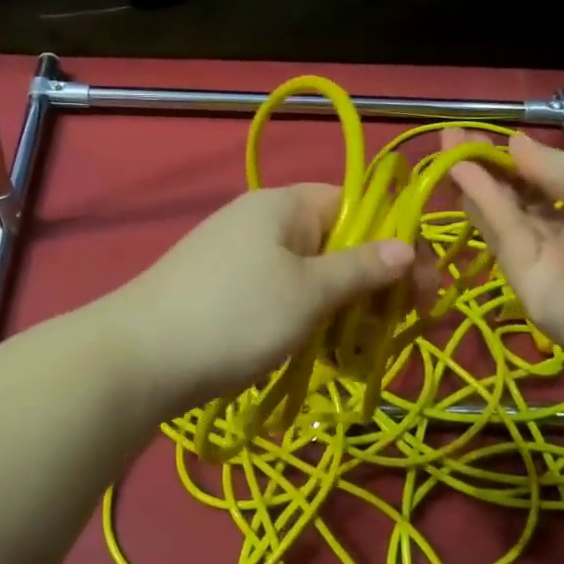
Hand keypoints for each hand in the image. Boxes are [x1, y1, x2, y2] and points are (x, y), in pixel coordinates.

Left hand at [111, 184, 416, 414]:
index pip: (356, 205)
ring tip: (358, 352)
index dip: (395, 242)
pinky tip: (321, 356)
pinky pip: (282, 297)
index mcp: (284, 205)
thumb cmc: (236, 315)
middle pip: (336, 243)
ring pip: (311, 277)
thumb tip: (405, 247)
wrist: (139, 358)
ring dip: (342, 310)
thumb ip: (361, 268)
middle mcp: (262, 222)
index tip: (424, 289)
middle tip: (397, 328)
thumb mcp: (309, 293)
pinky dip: (307, 322)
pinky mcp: (224, 292)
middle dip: (372, 285)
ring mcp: (239, 258)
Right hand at [448, 132, 563, 385]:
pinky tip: (465, 172)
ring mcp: (552, 270)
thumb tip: (513, 144)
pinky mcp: (531, 291)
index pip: (550, 187)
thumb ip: (557, 166)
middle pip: (522, 204)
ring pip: (508, 221)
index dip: (516, 161)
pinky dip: (486, 205)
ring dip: (478, 184)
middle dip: (488, 170)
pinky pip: (508, 240)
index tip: (483, 135)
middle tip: (453, 138)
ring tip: (448, 148)